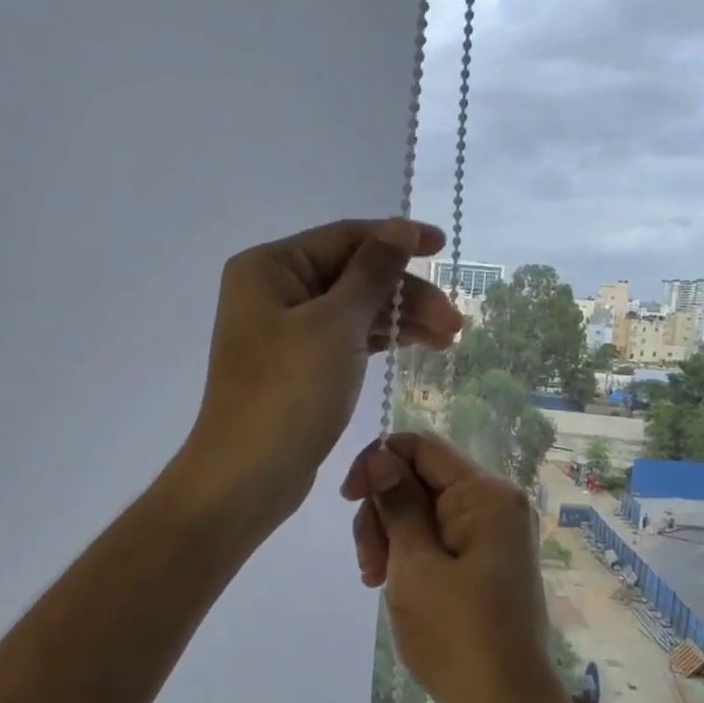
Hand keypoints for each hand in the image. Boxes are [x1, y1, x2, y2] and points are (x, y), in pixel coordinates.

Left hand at [182, 219, 461, 523]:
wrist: (249, 475)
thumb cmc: (289, 391)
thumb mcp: (336, 324)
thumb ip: (372, 272)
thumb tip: (400, 227)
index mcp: (269, 267)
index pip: (343, 238)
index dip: (396, 239)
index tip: (443, 248)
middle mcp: (272, 291)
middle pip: (351, 275)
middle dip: (404, 293)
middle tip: (454, 322)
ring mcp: (283, 331)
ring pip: (353, 310)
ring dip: (400, 319)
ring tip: (449, 339)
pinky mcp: (297, 367)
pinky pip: (345, 339)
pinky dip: (380, 341)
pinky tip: (418, 346)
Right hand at [339, 433, 564, 702]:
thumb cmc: (457, 636)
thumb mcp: (414, 565)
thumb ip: (396, 503)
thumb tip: (379, 455)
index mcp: (485, 494)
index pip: (420, 446)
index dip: (376, 462)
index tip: (348, 499)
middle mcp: (494, 503)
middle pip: (418, 478)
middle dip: (382, 511)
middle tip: (370, 564)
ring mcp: (490, 534)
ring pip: (421, 509)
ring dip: (389, 537)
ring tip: (377, 581)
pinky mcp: (483, 560)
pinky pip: (435, 537)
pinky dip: (408, 554)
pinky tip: (393, 585)